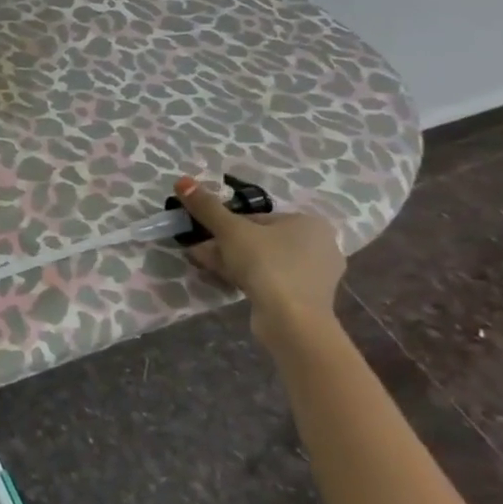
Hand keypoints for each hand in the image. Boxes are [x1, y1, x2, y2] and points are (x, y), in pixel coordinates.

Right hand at [174, 176, 345, 342]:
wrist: (292, 322)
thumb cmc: (267, 264)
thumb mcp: (230, 230)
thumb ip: (207, 206)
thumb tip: (182, 181)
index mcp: (309, 223)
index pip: (257, 217)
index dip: (227, 224)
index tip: (206, 234)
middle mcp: (319, 246)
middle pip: (260, 239)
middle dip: (226, 244)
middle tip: (200, 250)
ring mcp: (315, 276)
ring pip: (264, 261)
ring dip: (232, 261)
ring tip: (203, 264)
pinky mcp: (307, 300)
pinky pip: (272, 281)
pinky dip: (248, 279)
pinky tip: (224, 282)